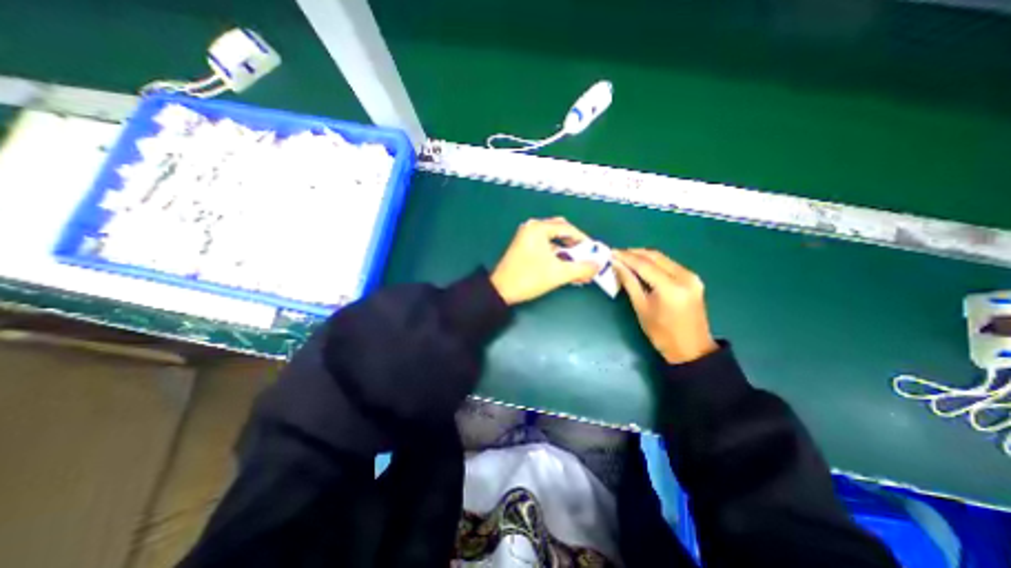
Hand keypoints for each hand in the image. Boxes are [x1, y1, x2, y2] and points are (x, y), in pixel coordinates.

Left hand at [489, 217, 597, 305]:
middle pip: (561, 232)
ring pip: (553, 242)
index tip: (595, 251)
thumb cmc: (529, 278)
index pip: (568, 229)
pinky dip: (557, 257)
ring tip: (579, 267)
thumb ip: (581, 268)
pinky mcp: (524, 248)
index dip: (584, 240)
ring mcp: (526, 238)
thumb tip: (598, 265)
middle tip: (586, 257)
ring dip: (567, 254)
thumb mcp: (558, 273)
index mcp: (538, 228)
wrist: (501, 291)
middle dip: (575, 246)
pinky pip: (546, 248)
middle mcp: (532, 228)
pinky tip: (566, 269)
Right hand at [607, 249, 718, 363]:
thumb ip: (629, 283)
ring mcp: (691, 277)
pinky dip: (654, 263)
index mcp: (671, 288)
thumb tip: (616, 265)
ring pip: (662, 258)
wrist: (691, 349)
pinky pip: (669, 264)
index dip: (626, 257)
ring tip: (625, 258)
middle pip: (655, 256)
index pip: (644, 264)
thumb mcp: (641, 308)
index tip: (611, 253)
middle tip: (616, 254)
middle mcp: (684, 277)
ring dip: (643, 256)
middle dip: (634, 253)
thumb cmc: (662, 334)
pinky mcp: (693, 279)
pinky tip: (641, 266)